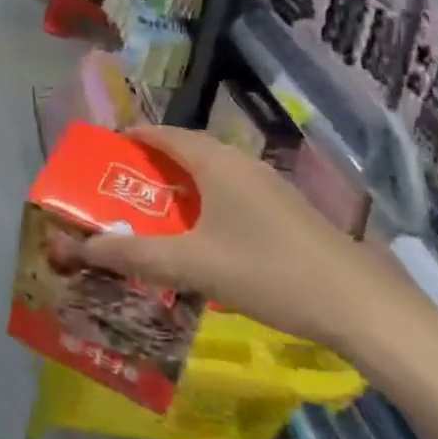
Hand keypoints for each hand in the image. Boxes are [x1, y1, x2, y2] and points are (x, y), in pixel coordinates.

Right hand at [78, 126, 421, 353]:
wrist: (359, 305)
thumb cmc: (267, 273)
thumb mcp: (192, 265)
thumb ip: (134, 254)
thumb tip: (79, 247)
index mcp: (216, 161)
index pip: (162, 134)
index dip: (130, 138)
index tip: (102, 154)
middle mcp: (240, 162)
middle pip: (185, 151)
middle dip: (150, 167)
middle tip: (118, 190)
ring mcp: (267, 184)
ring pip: (210, 173)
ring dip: (179, 187)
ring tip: (151, 213)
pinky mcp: (284, 208)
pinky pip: (230, 192)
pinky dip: (204, 202)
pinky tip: (200, 236)